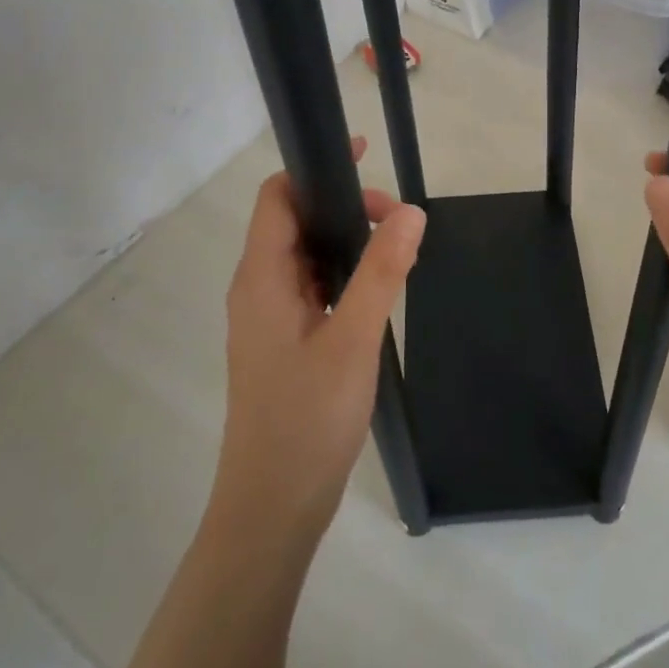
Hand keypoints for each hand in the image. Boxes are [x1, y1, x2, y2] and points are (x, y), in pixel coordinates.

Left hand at [211, 137, 425, 543]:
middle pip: (294, 221)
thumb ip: (382, 271)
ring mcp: (269, 317)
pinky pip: (312, 288)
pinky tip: (377, 291)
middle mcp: (257, 288)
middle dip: (344, 207)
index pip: (277, 197)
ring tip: (395, 251)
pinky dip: (343, 274)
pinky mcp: (284, 341)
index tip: (365, 159)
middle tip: (397, 221)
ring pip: (306, 256)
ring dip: (346, 242)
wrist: (273, 507)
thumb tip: (411, 211)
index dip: (317, 169)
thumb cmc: (307, 418)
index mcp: (261, 277)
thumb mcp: (354, 339)